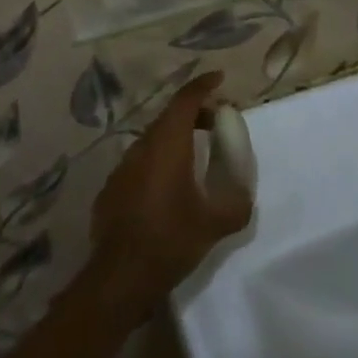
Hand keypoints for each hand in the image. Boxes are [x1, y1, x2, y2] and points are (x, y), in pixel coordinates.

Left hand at [88, 71, 251, 324]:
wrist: (118, 278)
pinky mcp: (112, 188)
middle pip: (170, 116)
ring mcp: (123, 166)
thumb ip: (236, 203)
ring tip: (196, 156)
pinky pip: (140, 163)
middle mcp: (143, 146)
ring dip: (176, 139)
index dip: (203, 85)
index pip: (186, 99)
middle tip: (216, 123)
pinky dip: (158, 162)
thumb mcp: (213, 225)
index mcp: (167, 143)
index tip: (219, 79)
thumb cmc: (169, 241)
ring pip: (153, 139)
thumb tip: (244, 194)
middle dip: (194, 113)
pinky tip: (168, 188)